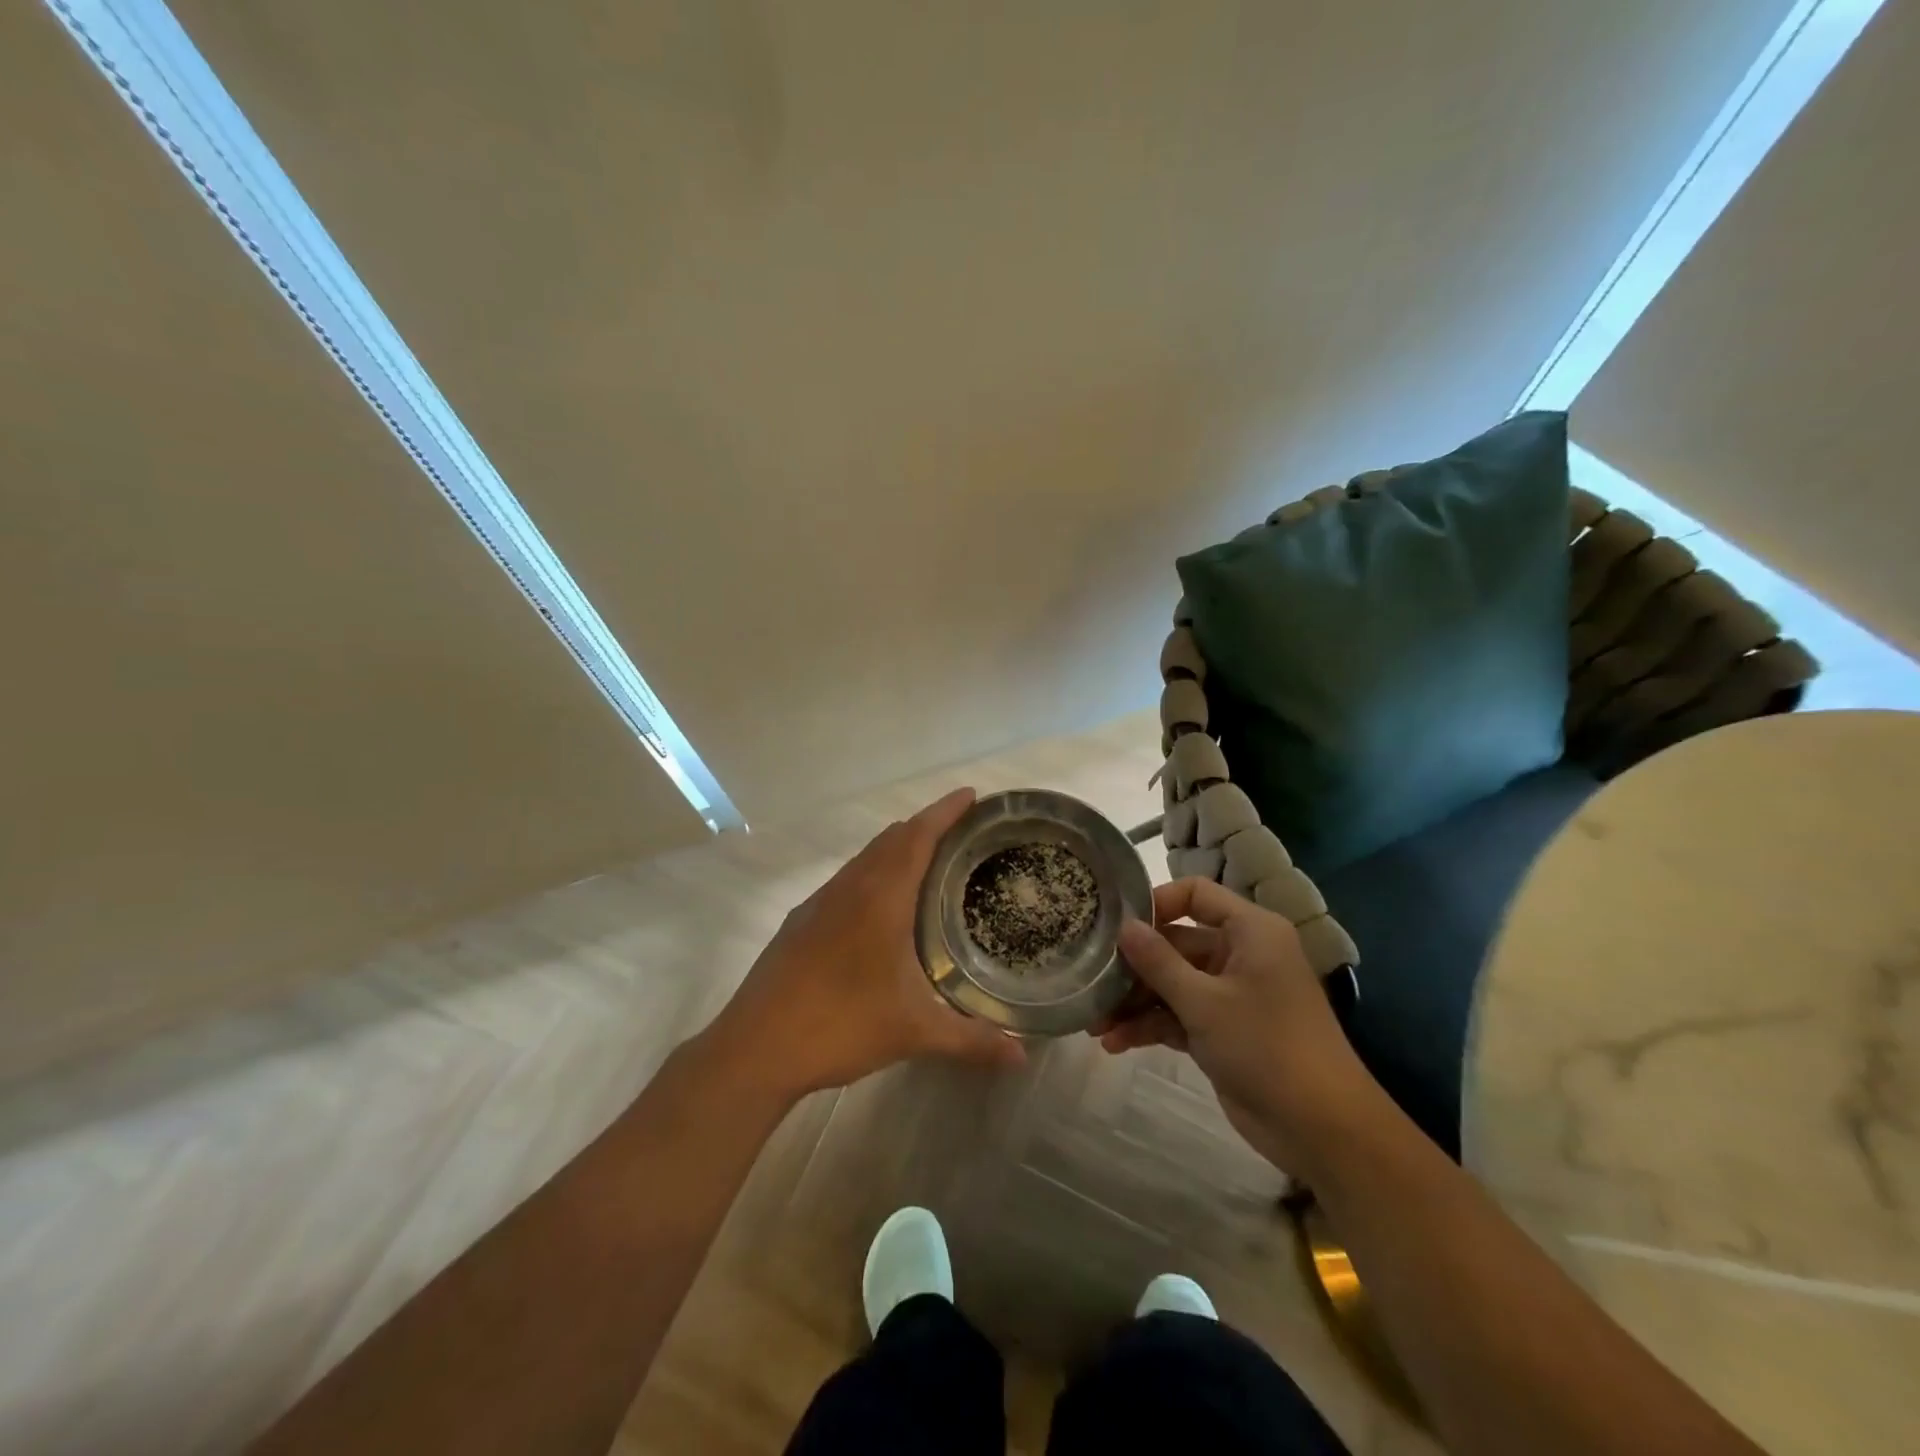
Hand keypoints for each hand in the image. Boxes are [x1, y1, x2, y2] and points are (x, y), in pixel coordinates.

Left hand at [703, 787, 1024, 1101]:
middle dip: (926, 826)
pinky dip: (872, 874)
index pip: (917, 836)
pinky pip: (846, 880)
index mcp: (880, 897)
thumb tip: (1022, 1057)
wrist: (754, 1047)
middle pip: (891, 839)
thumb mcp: (913, 1032)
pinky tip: (879, 908)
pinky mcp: (800, 922)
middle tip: (961, 833)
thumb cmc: (840, 1025)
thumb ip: (971, 1040)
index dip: (945, 811)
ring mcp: (819, 903)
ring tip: (926, 863)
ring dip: (896, 849)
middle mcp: (849, 888)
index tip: (970, 795)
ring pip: (865, 858)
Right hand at [1097, 878, 1376, 1174]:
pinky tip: (1115, 1043)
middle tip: (1092, 982)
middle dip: (1134, 967)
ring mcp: (1232, 995)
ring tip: (1095, 1024)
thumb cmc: (1267, 1047)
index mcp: (1250, 931)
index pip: (1195, 894)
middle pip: (1176, 944)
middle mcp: (1241, 954)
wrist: (1323, 1130)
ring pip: (1173, 984)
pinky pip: (1179, 1015)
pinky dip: (1151, 1026)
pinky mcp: (1224, 1031)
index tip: (1118, 926)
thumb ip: (1158, 962)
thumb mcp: (1204, 1002)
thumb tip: (1123, 926)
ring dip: (1136, 1002)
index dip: (1156, 903)